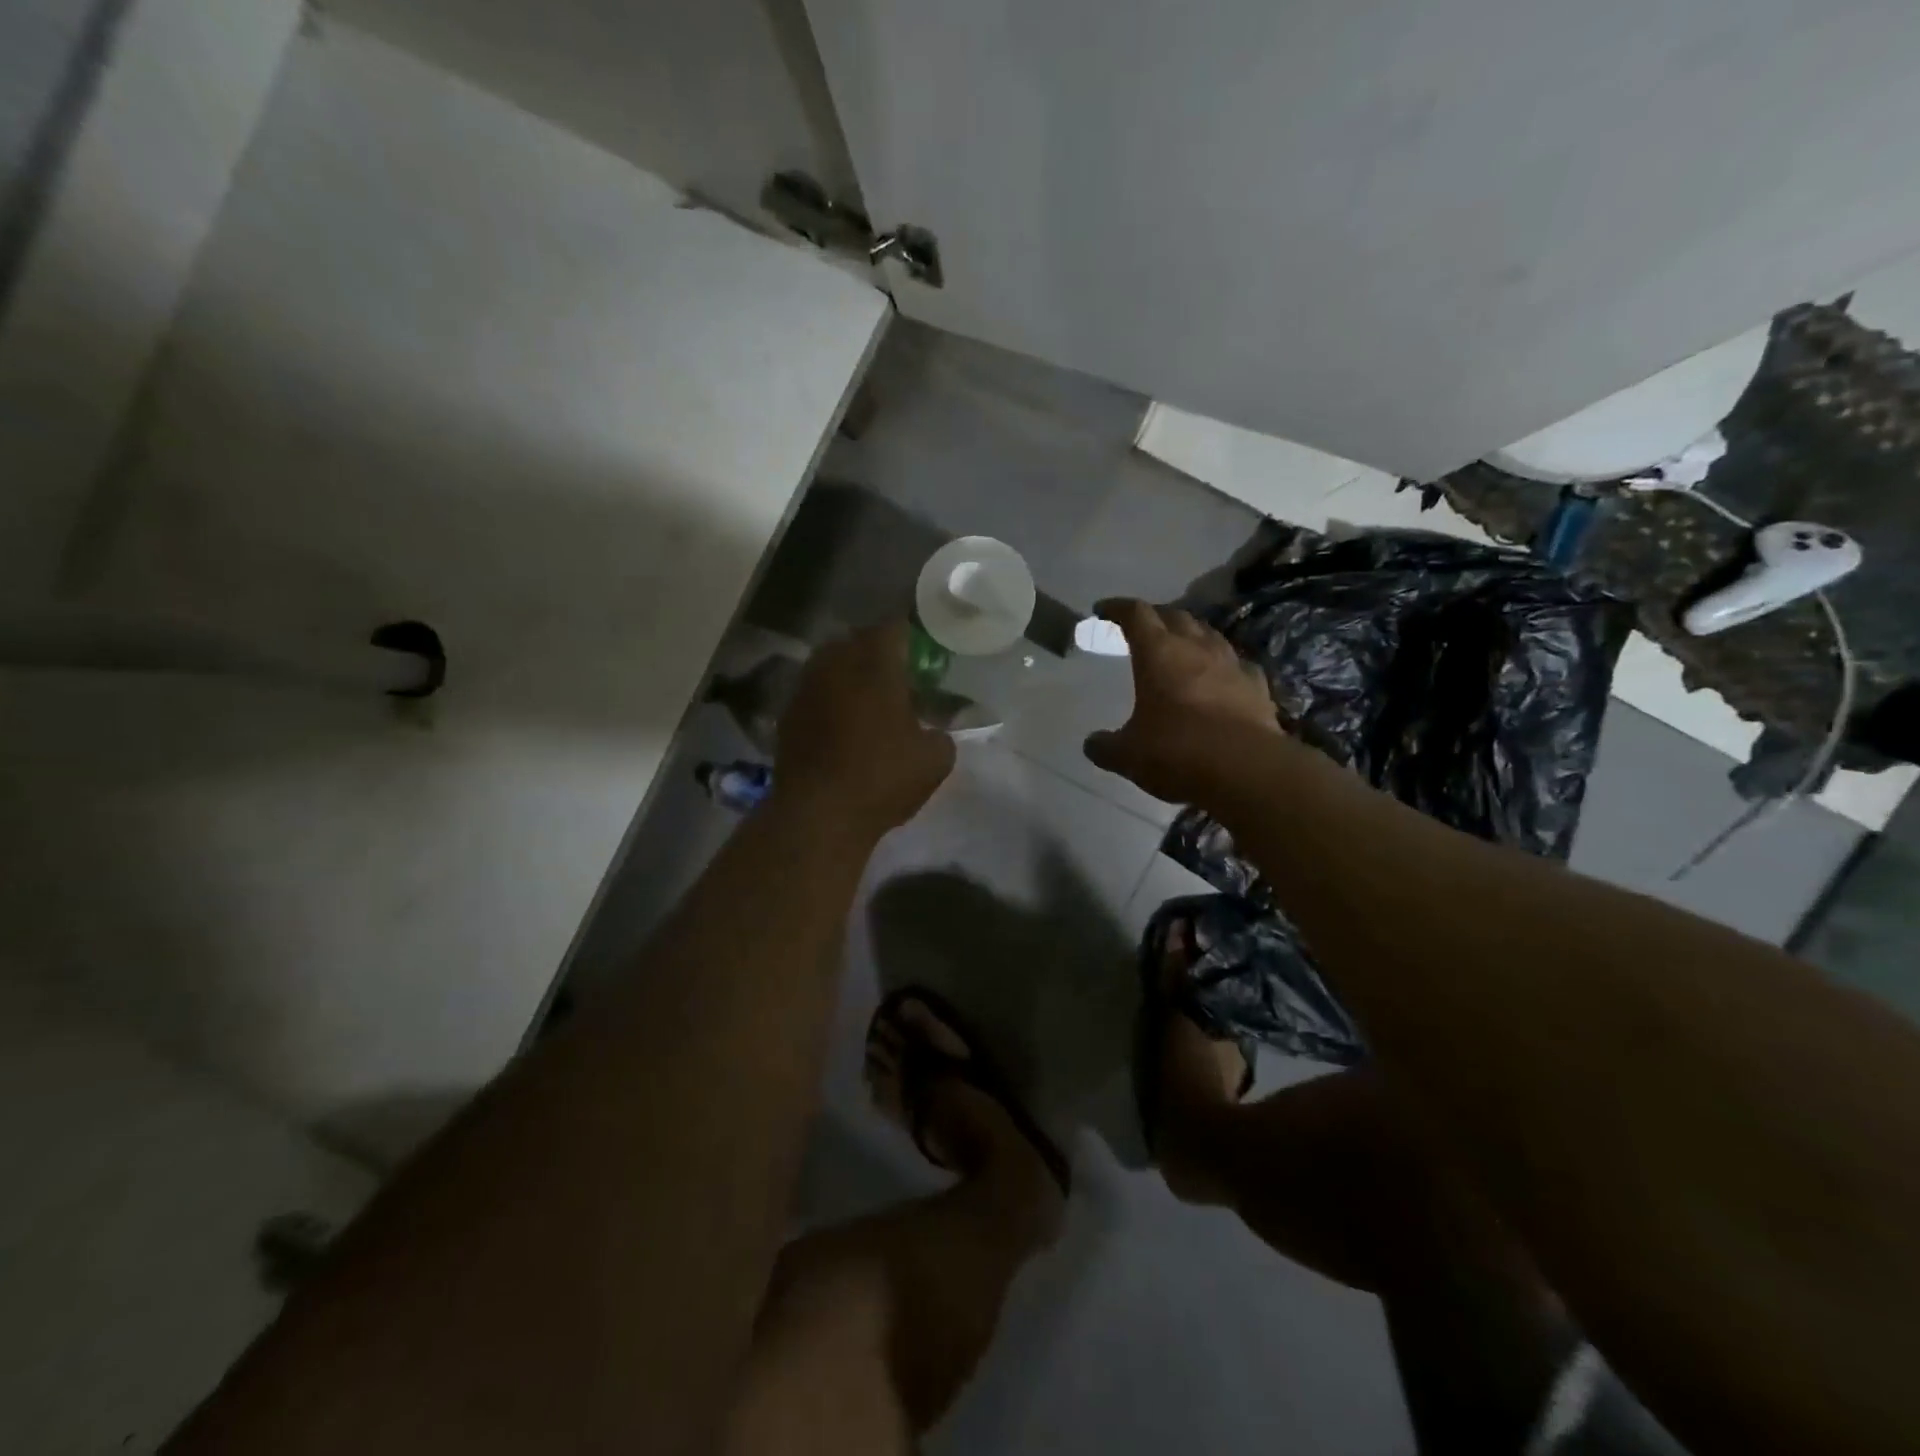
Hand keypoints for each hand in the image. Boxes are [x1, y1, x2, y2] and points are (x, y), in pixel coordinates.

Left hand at [774, 621, 955, 834]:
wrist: (817, 815)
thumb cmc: (881, 778)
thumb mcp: (934, 761)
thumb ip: (944, 735)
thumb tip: (940, 731)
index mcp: (874, 664)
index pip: (894, 628)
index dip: (910, 637)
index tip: (923, 654)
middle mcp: (835, 664)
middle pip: (857, 642)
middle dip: (878, 654)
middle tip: (898, 678)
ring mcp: (805, 688)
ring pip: (831, 666)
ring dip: (850, 676)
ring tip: (870, 703)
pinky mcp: (787, 715)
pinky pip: (815, 693)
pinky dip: (830, 701)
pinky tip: (844, 728)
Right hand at [1082, 599, 1280, 803]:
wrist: (1247, 770)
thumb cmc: (1178, 752)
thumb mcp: (1128, 755)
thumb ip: (1106, 746)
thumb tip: (1092, 744)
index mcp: (1158, 653)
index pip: (1136, 614)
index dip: (1117, 608)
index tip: (1103, 610)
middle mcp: (1196, 648)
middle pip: (1175, 616)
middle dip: (1155, 615)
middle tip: (1142, 626)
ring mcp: (1232, 665)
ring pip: (1209, 634)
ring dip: (1191, 634)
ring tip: (1180, 644)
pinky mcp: (1258, 687)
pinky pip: (1237, 664)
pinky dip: (1223, 664)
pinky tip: (1221, 675)